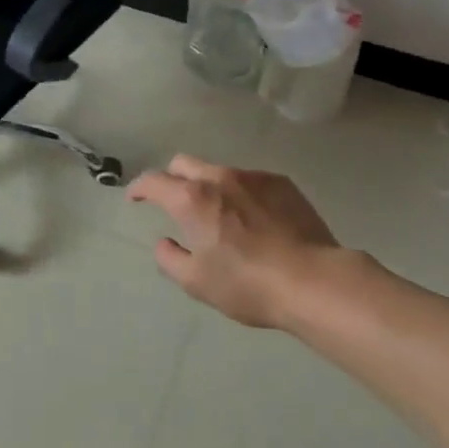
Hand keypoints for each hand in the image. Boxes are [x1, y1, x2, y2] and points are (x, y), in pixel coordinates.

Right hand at [127, 155, 344, 328]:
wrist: (314, 280)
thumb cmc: (247, 284)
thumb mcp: (196, 282)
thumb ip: (169, 258)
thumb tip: (163, 242)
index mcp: (191, 198)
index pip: (153, 181)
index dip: (139, 188)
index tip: (135, 198)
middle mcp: (219, 177)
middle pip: (183, 163)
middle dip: (172, 178)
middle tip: (174, 202)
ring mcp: (253, 176)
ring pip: (218, 170)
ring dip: (209, 186)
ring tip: (220, 214)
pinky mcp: (282, 183)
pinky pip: (250, 180)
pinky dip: (241, 193)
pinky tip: (254, 218)